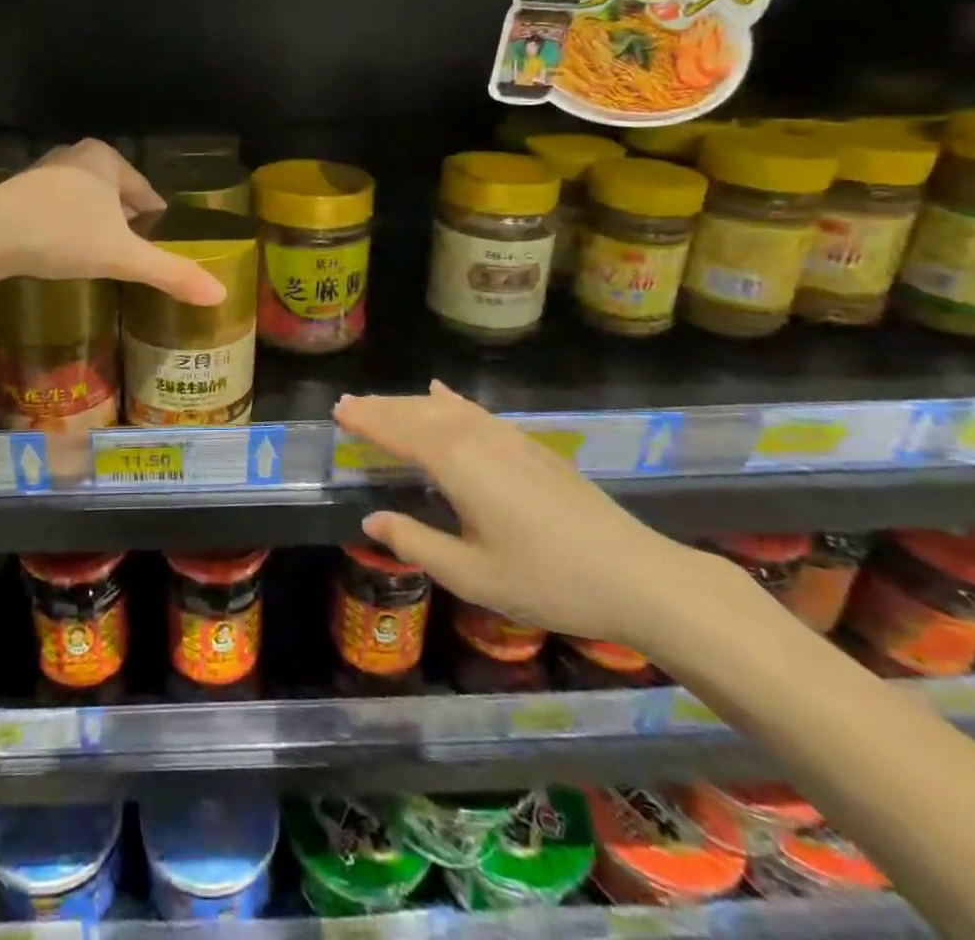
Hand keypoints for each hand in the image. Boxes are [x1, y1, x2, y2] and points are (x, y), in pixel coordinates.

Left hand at [0, 139, 226, 306]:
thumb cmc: (62, 236)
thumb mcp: (122, 257)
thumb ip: (170, 273)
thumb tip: (219, 295)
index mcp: (106, 158)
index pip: (147, 194)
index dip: (157, 224)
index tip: (160, 250)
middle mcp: (75, 155)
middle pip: (116, 196)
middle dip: (125, 226)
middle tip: (131, 259)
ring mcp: (43, 171)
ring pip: (86, 202)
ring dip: (95, 226)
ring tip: (100, 259)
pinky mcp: (17, 192)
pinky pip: (57, 210)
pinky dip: (66, 228)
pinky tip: (63, 253)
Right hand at [340, 382, 701, 646]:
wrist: (637, 575)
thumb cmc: (548, 581)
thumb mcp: (472, 575)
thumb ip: (416, 542)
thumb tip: (372, 519)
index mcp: (457, 464)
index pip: (398, 432)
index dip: (366, 421)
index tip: (337, 411)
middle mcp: (478, 438)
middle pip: (419, 412)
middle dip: (382, 407)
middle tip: (348, 404)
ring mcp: (508, 438)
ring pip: (446, 408)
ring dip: (410, 403)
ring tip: (382, 403)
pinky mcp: (530, 445)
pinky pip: (476, 411)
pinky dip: (450, 400)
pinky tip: (443, 393)